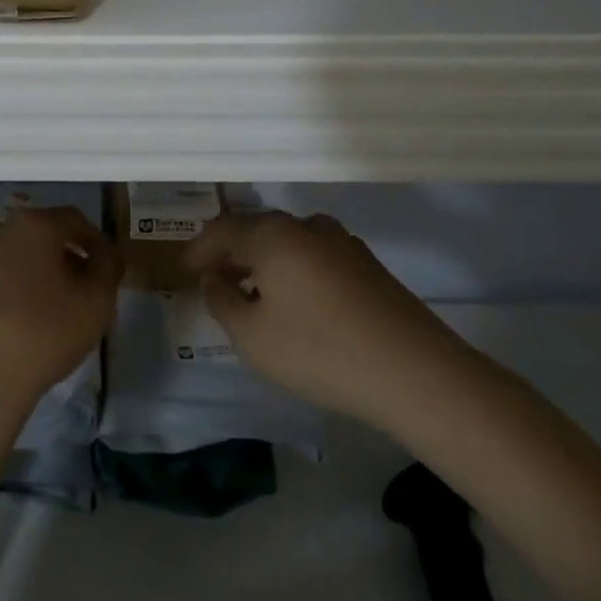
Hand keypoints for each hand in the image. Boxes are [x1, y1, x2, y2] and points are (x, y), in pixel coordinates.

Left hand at [0, 205, 120, 430]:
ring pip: (17, 257)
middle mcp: (0, 233)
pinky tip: (22, 321)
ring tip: (54, 306)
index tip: (108, 267)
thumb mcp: (97, 301)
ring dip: (38, 272)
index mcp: (35, 226)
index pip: (76, 220)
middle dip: (67, 255)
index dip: (97, 241)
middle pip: (43, 235)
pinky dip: (13, 290)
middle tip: (84, 286)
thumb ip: (108, 268)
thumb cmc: (46, 331)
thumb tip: (105, 255)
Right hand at [183, 210, 462, 419]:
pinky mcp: (368, 265)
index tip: (184, 271)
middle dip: (231, 252)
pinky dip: (293, 269)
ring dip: (264, 260)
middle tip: (214, 278)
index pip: (223, 229)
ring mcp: (343, 243)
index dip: (199, 249)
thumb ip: (222, 301)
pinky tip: (295, 300)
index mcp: (273, 235)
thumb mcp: (252, 336)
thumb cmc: (320, 351)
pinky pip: (314, 255)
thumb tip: (214, 280)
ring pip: (288, 241)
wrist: (416, 373)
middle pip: (257, 229)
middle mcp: (307, 227)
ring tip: (253, 290)